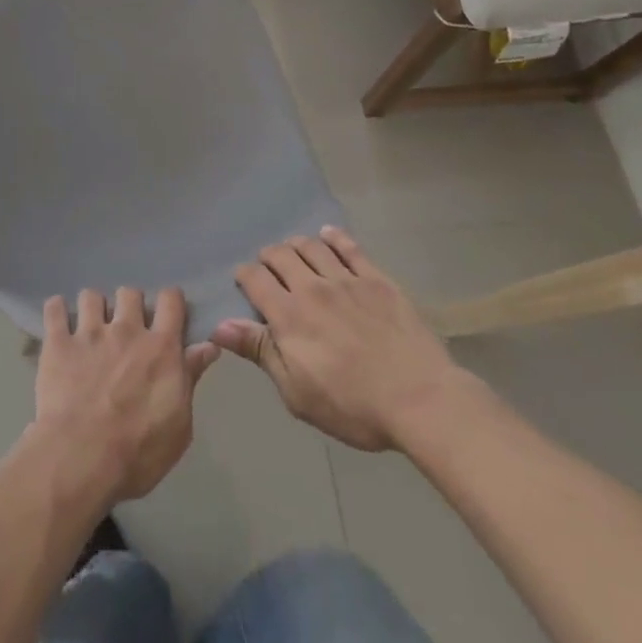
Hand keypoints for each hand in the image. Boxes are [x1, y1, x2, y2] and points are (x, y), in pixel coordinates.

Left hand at [33, 287, 219, 503]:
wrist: (81, 459)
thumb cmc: (138, 452)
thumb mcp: (179, 425)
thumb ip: (190, 379)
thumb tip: (208, 346)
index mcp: (160, 348)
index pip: (170, 300)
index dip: (170, 301)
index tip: (167, 313)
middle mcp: (126, 329)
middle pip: (130, 292)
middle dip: (129, 305)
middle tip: (126, 328)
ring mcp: (89, 332)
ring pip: (91, 295)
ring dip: (93, 308)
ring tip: (90, 328)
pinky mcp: (58, 342)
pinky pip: (54, 308)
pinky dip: (56, 311)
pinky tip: (59, 323)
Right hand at [213, 226, 467, 452]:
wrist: (421, 400)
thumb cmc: (353, 406)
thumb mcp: (297, 393)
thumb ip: (260, 352)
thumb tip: (220, 326)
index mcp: (288, 315)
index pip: (254, 278)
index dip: (244, 276)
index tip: (244, 283)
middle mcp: (312, 287)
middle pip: (280, 255)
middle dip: (268, 257)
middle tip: (269, 269)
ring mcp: (346, 280)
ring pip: (311, 246)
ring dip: (296, 245)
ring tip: (294, 252)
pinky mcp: (377, 280)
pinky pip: (350, 248)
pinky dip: (334, 238)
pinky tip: (327, 236)